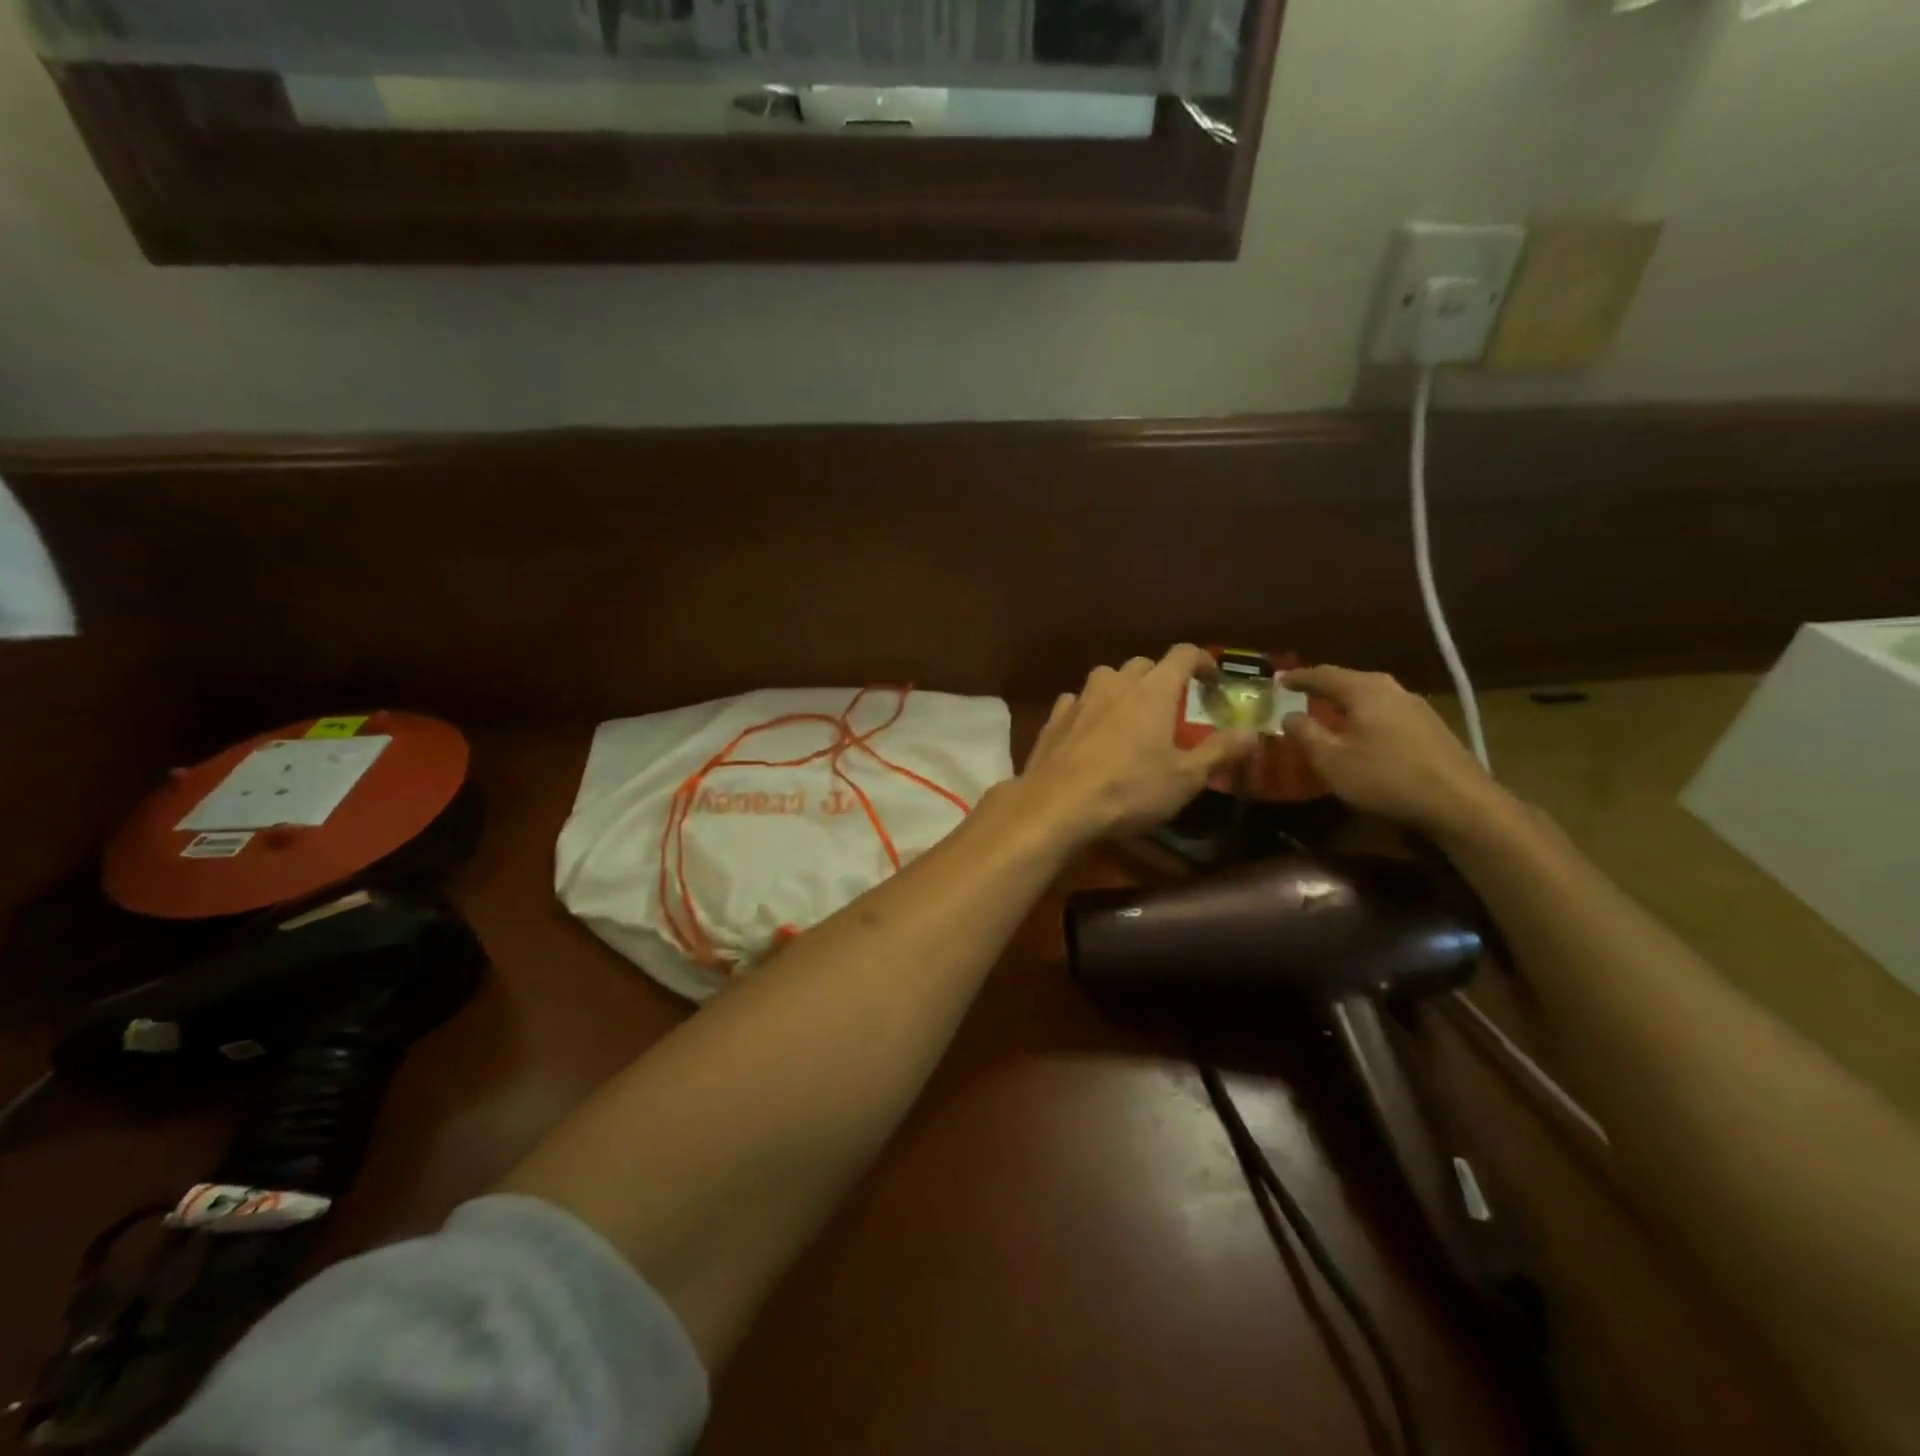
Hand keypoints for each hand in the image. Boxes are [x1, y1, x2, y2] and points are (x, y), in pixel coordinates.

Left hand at [1019, 645, 1258, 844]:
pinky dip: (1090, 709)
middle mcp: (1115, 683)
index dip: (1202, 661)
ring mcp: (1079, 698)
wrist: (1056, 805)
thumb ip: (1220, 751)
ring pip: (1106, 678)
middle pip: (1142, 664)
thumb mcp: (1185, 778)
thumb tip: (1253, 733)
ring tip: (1130, 717)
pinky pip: (1077, 701)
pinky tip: (1091, 732)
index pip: (1183, 654)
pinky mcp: (1053, 719)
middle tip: (1170, 706)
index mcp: (1152, 690)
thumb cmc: (1128, 790)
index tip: (1212, 680)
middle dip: (1160, 677)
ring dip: (1122, 690)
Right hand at [1280, 665, 1505, 836]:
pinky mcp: (1430, 726)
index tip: (1278, 680)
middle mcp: (1391, 689)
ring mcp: (1416, 706)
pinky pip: (1386, 710)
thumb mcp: (1332, 760)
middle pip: (1350, 680)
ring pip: (1371, 695)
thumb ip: (1306, 734)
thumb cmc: (1385, 776)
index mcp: (1364, 690)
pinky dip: (1366, 714)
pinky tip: (1362, 731)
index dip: (1298, 677)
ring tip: (1328, 712)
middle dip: (1323, 686)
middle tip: (1301, 693)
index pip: (1323, 674)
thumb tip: (1288, 716)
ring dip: (1346, 702)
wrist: (1459, 802)